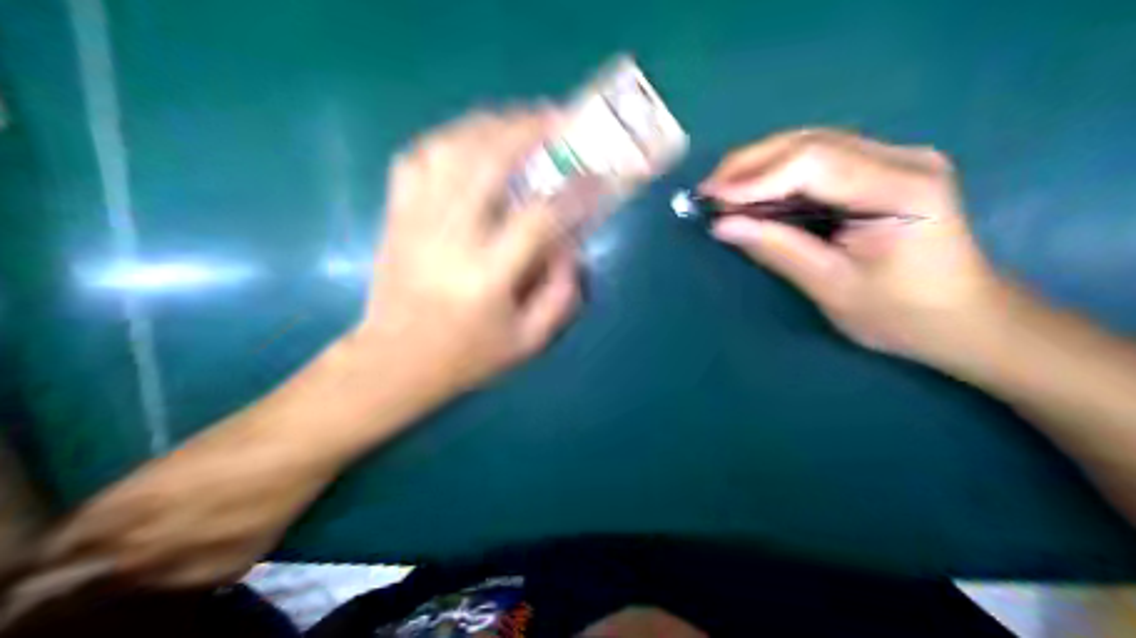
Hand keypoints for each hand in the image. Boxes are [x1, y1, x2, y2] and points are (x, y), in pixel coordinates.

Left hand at [27, 108, 584, 591]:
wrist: (392, 362)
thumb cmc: (465, 357)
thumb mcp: (528, 343)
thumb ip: (562, 295)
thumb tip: (572, 245)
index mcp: (486, 277)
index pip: (538, 218)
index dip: (574, 191)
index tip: (598, 173)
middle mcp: (449, 239)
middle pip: (488, 162)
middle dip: (529, 130)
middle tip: (558, 118)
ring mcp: (416, 220)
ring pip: (450, 148)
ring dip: (490, 125)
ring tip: (520, 122)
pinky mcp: (396, 214)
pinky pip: (417, 157)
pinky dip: (447, 138)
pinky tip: (471, 141)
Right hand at [708, 127, 1005, 366]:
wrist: (966, 318)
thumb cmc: (903, 315)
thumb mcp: (833, 287)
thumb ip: (777, 249)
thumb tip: (722, 225)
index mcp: (900, 188)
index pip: (813, 161)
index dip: (754, 176)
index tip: (710, 196)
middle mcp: (904, 157)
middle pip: (811, 141)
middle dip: (751, 163)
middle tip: (708, 190)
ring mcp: (899, 156)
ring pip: (814, 142)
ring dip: (763, 163)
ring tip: (723, 189)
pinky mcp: (888, 166)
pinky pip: (824, 156)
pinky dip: (784, 170)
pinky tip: (758, 188)